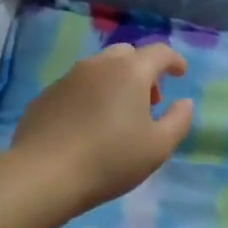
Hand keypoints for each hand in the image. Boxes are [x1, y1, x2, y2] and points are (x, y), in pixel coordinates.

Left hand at [11, 43, 194, 214]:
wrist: (44, 174)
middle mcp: (98, 65)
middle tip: (148, 101)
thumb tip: (184, 102)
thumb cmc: (110, 159)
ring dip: (115, 83)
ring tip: (118, 116)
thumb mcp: (158, 147)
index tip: (179, 73)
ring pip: (99, 69)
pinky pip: (76, 87)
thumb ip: (178, 121)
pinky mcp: (46, 96)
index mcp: (130, 72)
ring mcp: (67, 78)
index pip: (159, 52)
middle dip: (143, 71)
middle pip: (126, 55)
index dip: (173, 60)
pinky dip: (90, 96)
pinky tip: (87, 126)